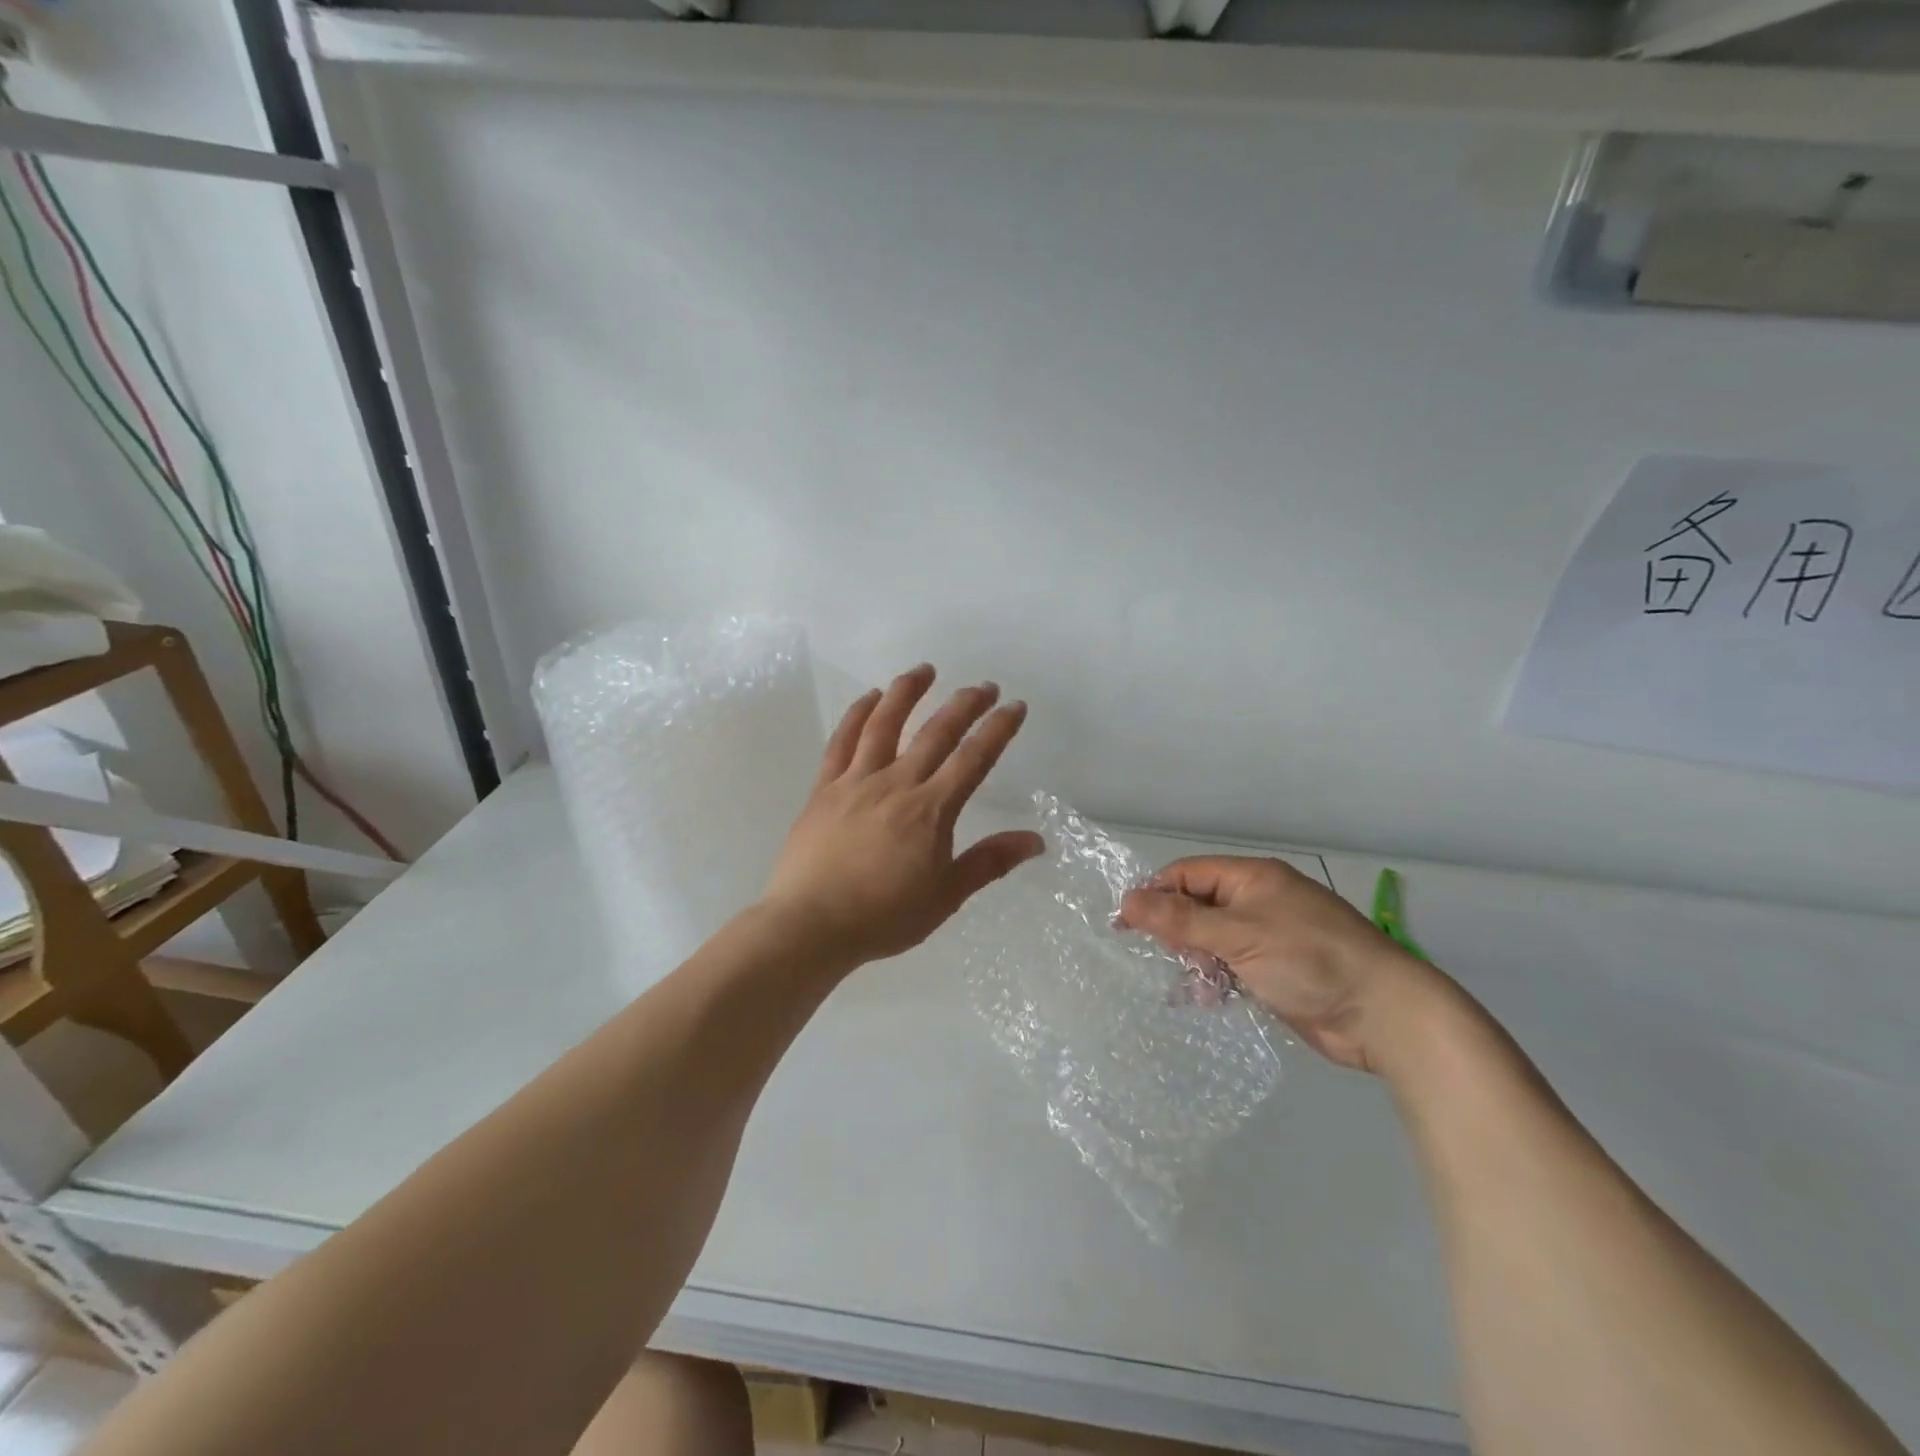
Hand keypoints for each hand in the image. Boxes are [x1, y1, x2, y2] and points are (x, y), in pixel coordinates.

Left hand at [761, 665, 1043, 968]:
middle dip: (964, 704)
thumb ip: (989, 862)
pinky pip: (842, 741)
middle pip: (935, 732)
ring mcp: (856, 781)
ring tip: (924, 670)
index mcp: (931, 810)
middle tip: (984, 685)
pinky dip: (857, 715)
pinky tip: (869, 698)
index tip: (1014, 707)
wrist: (811, 925)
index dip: (997, 729)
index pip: (973, 759)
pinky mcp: (825, 788)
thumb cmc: (883, 916)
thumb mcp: (946, 895)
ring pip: (885, 724)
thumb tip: (1036, 840)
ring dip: (907, 692)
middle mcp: (897, 784)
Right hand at [1118, 857, 1450, 1073]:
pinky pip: (1231, 966)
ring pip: (1212, 939)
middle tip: (1168, 956)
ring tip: (1193, 984)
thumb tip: (1127, 900)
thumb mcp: (1239, 934)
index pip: (1188, 874)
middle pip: (1198, 906)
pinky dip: (1217, 979)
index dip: (1155, 894)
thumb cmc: (1308, 959)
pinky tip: (1210, 998)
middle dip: (1177, 931)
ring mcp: (1269, 937)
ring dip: (1196, 959)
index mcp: (1252, 878)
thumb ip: (1181, 920)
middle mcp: (1258, 902)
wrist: (1382, 1014)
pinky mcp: (1276, 971)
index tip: (1126, 923)